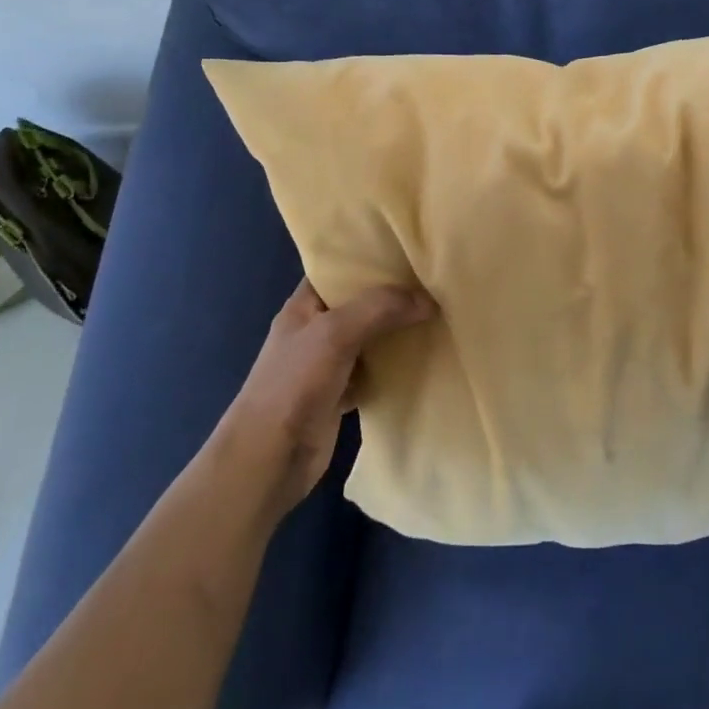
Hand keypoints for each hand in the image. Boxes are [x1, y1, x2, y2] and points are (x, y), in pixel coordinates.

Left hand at [223, 278, 435, 515]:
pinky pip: (375, 371)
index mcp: (304, 306)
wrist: (269, 459)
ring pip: (371, 337)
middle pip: (360, 303)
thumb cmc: (293, 384)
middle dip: (393, 294)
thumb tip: (428, 300)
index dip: (368, 257)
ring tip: (439, 312)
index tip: (408, 249)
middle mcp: (316, 330)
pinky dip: (396, 366)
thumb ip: (380, 308)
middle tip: (435, 280)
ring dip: (398, 330)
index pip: (338, 269)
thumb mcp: (335, 332)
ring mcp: (328, 364)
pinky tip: (424, 357)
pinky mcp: (341, 395)